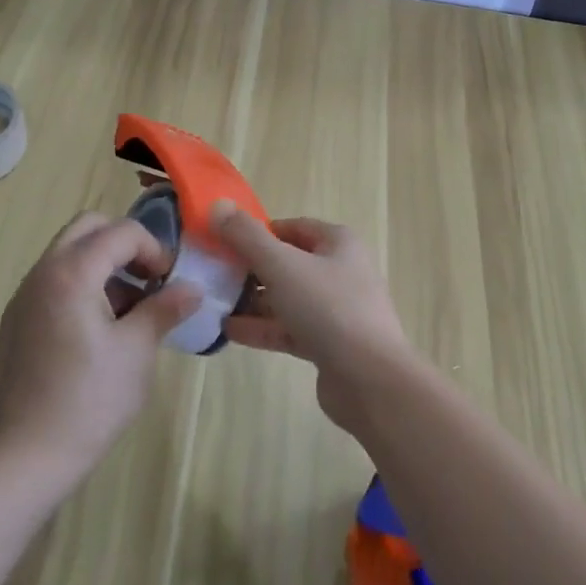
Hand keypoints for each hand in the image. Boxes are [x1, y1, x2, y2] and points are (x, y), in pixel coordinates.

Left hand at [0, 214, 199, 485]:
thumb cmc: (89, 399)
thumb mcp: (138, 350)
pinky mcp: (16, 322)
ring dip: (102, 264)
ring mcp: (24, 297)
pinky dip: (81, 285)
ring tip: (128, 308)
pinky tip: (98, 330)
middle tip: (147, 278)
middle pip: (88, 228)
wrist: (27, 457)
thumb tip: (192, 289)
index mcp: (72, 272)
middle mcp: (42, 273)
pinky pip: (53, 281)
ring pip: (68, 253)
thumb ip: (165, 308)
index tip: (169, 281)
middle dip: (124, 243)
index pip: (121, 232)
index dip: (154, 249)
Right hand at [212, 202, 412, 433]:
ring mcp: (336, 310)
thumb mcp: (282, 265)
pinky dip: (263, 328)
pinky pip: (290, 328)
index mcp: (338, 243)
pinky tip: (229, 331)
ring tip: (215, 303)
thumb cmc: (328, 308)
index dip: (259, 232)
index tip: (225, 241)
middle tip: (215, 274)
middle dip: (252, 269)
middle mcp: (340, 271)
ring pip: (287, 298)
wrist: (370, 379)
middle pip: (288, 263)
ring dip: (253, 301)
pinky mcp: (328, 344)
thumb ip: (247, 237)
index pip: (293, 227)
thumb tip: (218, 205)